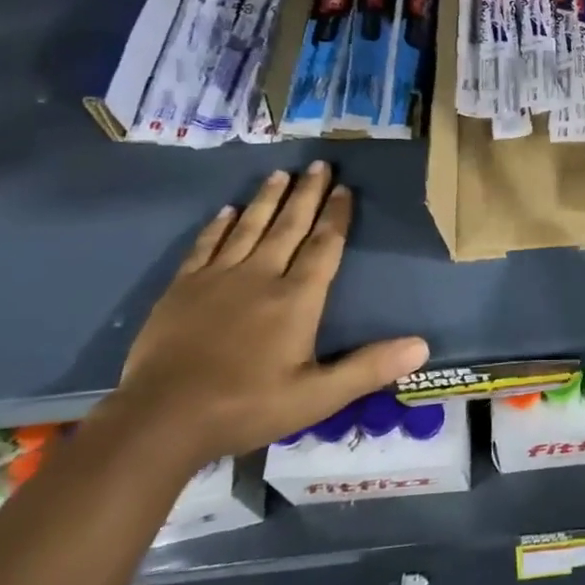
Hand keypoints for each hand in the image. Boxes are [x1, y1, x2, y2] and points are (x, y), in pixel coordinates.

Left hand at [115, 162, 428, 463]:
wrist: (161, 419)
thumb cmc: (246, 407)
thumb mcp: (317, 398)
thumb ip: (368, 368)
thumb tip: (422, 346)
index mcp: (296, 299)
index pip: (324, 246)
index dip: (337, 216)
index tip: (345, 188)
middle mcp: (260, 276)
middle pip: (289, 226)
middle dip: (307, 194)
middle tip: (319, 164)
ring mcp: (217, 278)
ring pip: (249, 227)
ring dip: (267, 199)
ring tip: (280, 173)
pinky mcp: (182, 288)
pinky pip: (206, 245)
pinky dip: (219, 225)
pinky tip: (227, 210)